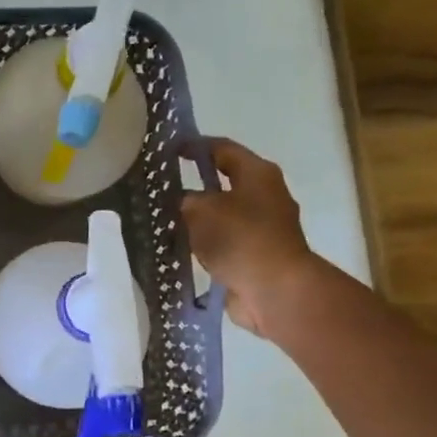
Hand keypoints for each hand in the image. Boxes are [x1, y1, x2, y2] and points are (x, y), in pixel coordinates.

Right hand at [182, 139, 320, 341]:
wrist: (274, 290)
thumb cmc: (241, 238)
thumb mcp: (202, 210)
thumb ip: (186, 199)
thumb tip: (183, 201)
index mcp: (257, 174)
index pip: (221, 149)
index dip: (193, 147)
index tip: (167, 150)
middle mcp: (264, 196)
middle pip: (224, 183)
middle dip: (194, 185)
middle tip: (161, 189)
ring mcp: (263, 229)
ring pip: (222, 216)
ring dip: (198, 219)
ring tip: (164, 222)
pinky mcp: (256, 257)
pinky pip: (224, 243)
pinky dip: (205, 245)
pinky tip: (180, 249)